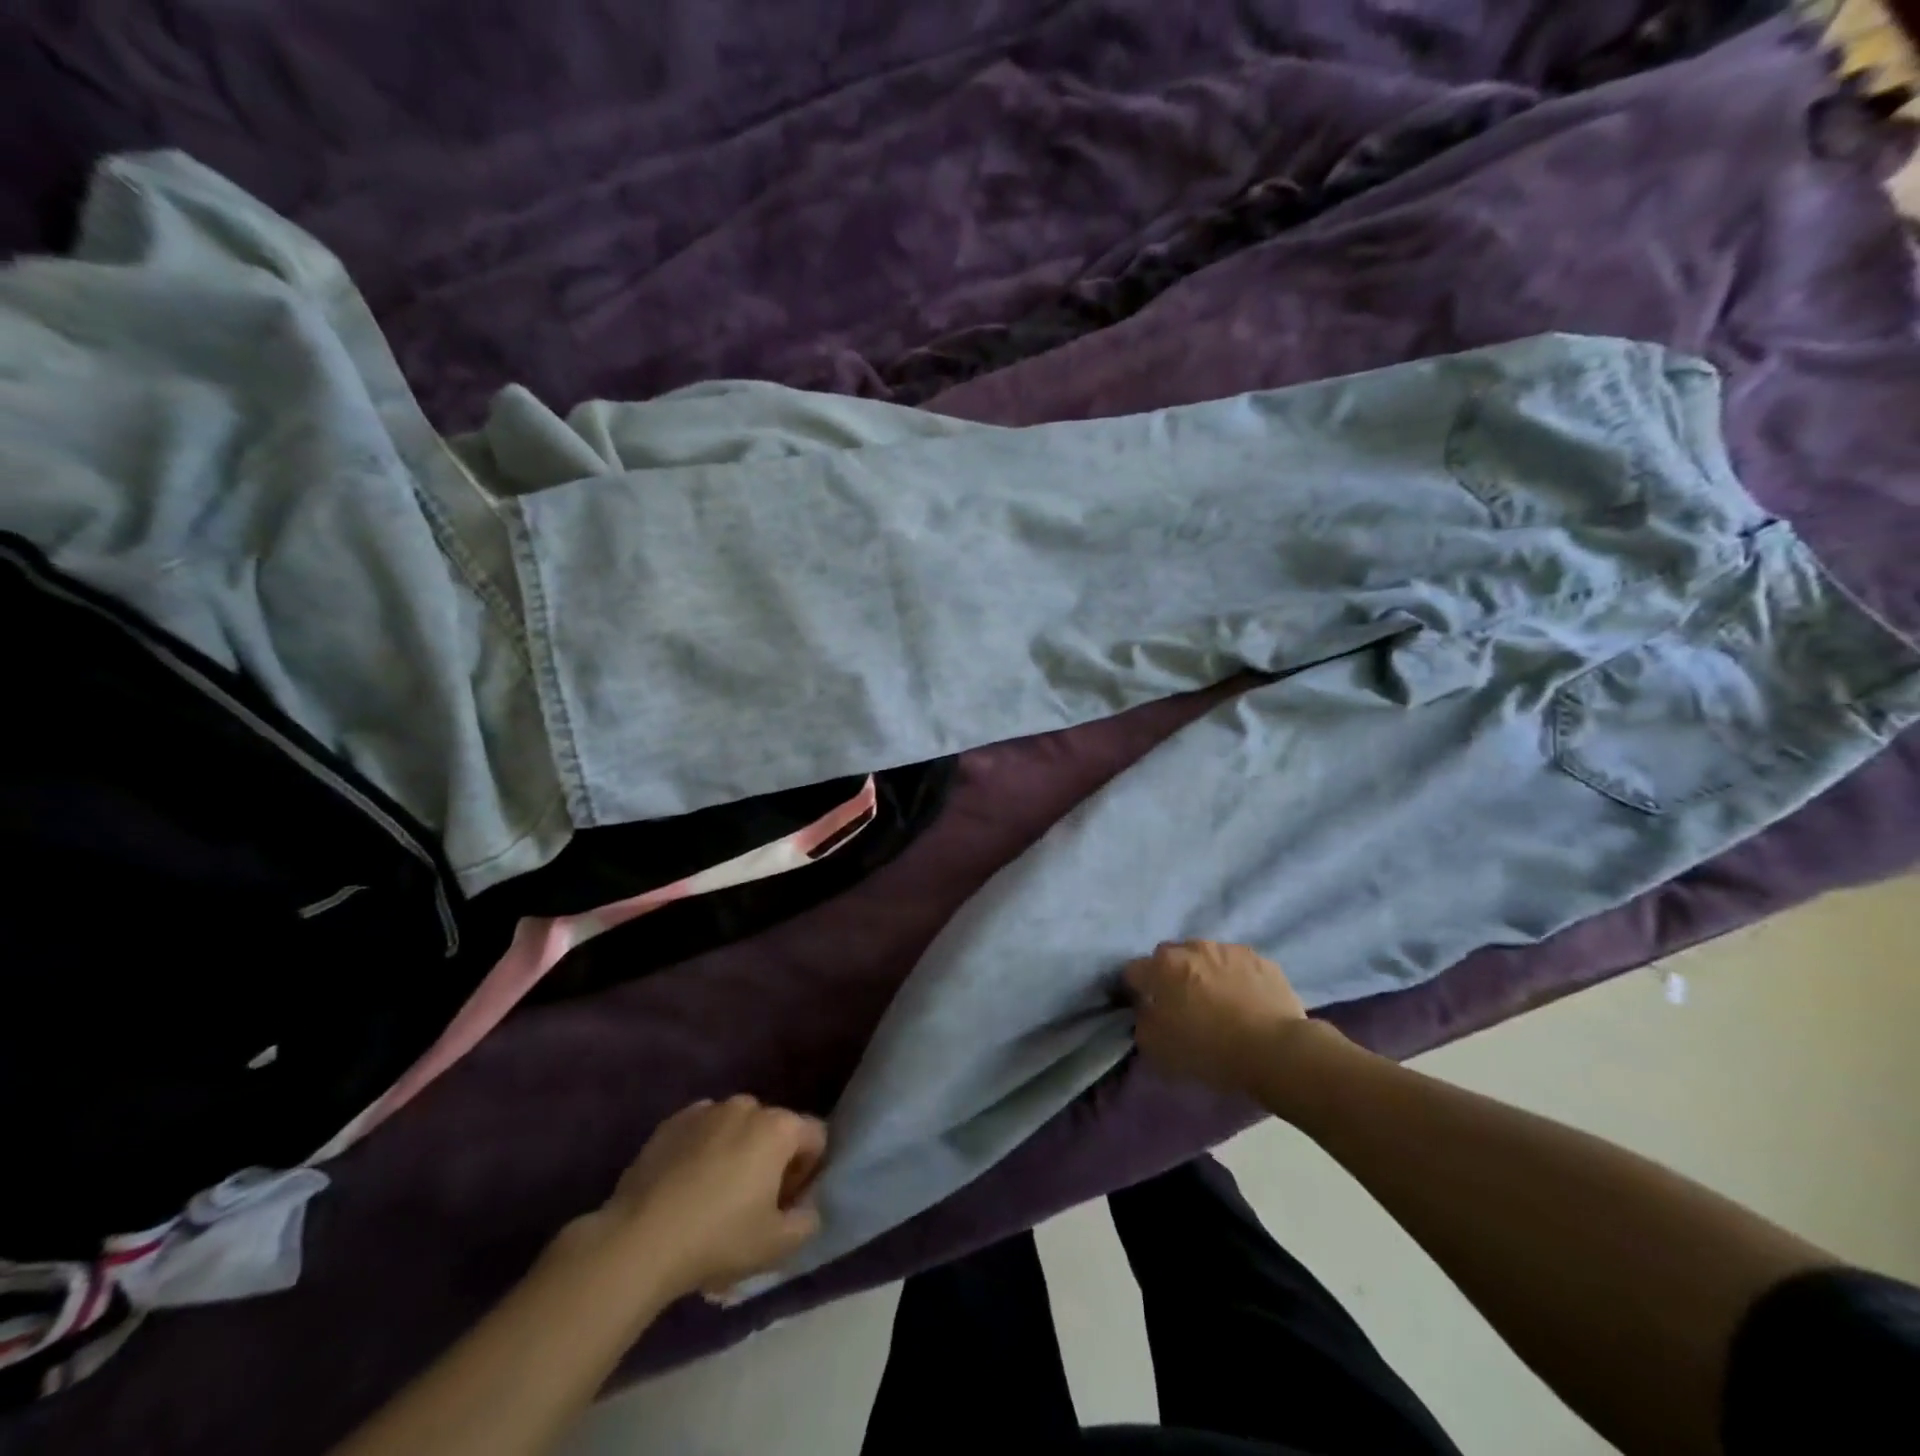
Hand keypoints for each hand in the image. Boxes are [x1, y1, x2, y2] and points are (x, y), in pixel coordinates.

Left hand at [601, 1096, 826, 1297]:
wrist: (639, 1240)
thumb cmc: (718, 1238)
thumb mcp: (777, 1245)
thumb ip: (808, 1222)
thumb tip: (805, 1208)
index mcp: (779, 1127)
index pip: (816, 1137)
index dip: (808, 1172)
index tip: (785, 1204)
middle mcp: (747, 1106)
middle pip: (775, 1129)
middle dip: (772, 1160)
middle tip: (753, 1204)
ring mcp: (707, 1110)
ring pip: (737, 1128)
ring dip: (737, 1152)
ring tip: (715, 1195)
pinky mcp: (672, 1122)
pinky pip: (702, 1131)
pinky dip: (703, 1150)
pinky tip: (686, 1187)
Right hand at [1125, 940, 1316, 1094]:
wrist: (1276, 1050)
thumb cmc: (1209, 1050)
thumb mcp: (1158, 1048)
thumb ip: (1142, 1022)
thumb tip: (1145, 1009)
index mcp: (1162, 966)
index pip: (1133, 971)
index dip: (1135, 990)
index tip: (1144, 1008)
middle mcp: (1192, 948)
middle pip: (1170, 957)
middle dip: (1170, 975)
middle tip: (1182, 1004)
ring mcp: (1228, 949)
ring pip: (1206, 956)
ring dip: (1204, 972)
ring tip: (1218, 1001)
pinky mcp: (1261, 959)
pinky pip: (1238, 965)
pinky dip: (1235, 978)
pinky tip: (1246, 1001)